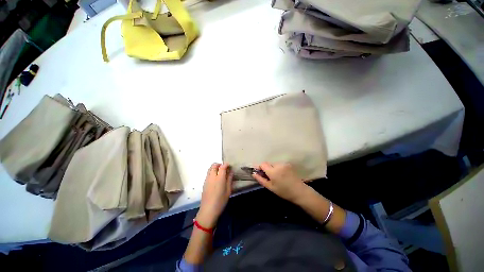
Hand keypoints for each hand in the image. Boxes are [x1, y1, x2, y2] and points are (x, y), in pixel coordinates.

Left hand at [196, 163, 232, 228]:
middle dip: (219, 164)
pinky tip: (216, 178)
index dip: (226, 164)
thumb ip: (229, 179)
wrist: (208, 210)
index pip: (222, 166)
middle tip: (224, 168)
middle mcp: (212, 176)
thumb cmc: (221, 201)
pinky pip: (208, 173)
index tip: (230, 166)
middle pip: (214, 165)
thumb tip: (231, 171)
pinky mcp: (204, 183)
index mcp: (219, 178)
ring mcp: (207, 179)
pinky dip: (212, 172)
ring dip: (215, 167)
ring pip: (210, 168)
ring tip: (220, 173)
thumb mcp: (228, 190)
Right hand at [252, 162, 308, 203]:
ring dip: (272, 168)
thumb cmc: (284, 191)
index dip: (259, 167)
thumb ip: (261, 179)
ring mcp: (284, 164)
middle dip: (266, 168)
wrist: (300, 191)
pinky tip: (282, 175)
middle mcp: (278, 165)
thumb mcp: (270, 187)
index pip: (262, 164)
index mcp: (273, 171)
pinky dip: (278, 168)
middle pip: (268, 163)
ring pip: (273, 164)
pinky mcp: (288, 164)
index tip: (259, 172)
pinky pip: (279, 164)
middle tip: (268, 177)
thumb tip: (254, 174)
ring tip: (276, 177)